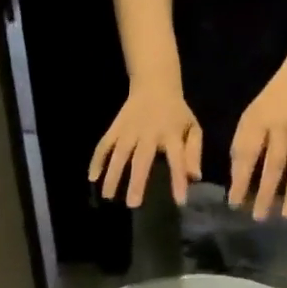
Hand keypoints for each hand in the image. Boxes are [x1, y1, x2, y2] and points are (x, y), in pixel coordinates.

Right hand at [90, 84, 202, 207]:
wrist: (154, 83)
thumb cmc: (176, 112)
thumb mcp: (192, 127)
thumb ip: (193, 152)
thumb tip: (194, 178)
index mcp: (171, 134)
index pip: (177, 160)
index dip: (178, 180)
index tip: (179, 201)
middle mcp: (148, 133)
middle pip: (141, 159)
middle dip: (137, 182)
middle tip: (133, 204)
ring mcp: (129, 130)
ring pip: (119, 154)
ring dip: (113, 175)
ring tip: (108, 196)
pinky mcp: (115, 128)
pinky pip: (104, 145)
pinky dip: (97, 160)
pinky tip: (92, 177)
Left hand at [228, 57, 286, 220]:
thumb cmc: (272, 99)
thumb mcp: (251, 115)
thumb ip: (243, 144)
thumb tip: (237, 178)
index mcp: (257, 122)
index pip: (247, 155)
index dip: (240, 180)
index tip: (234, 204)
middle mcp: (281, 126)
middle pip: (273, 164)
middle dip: (265, 193)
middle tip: (259, 217)